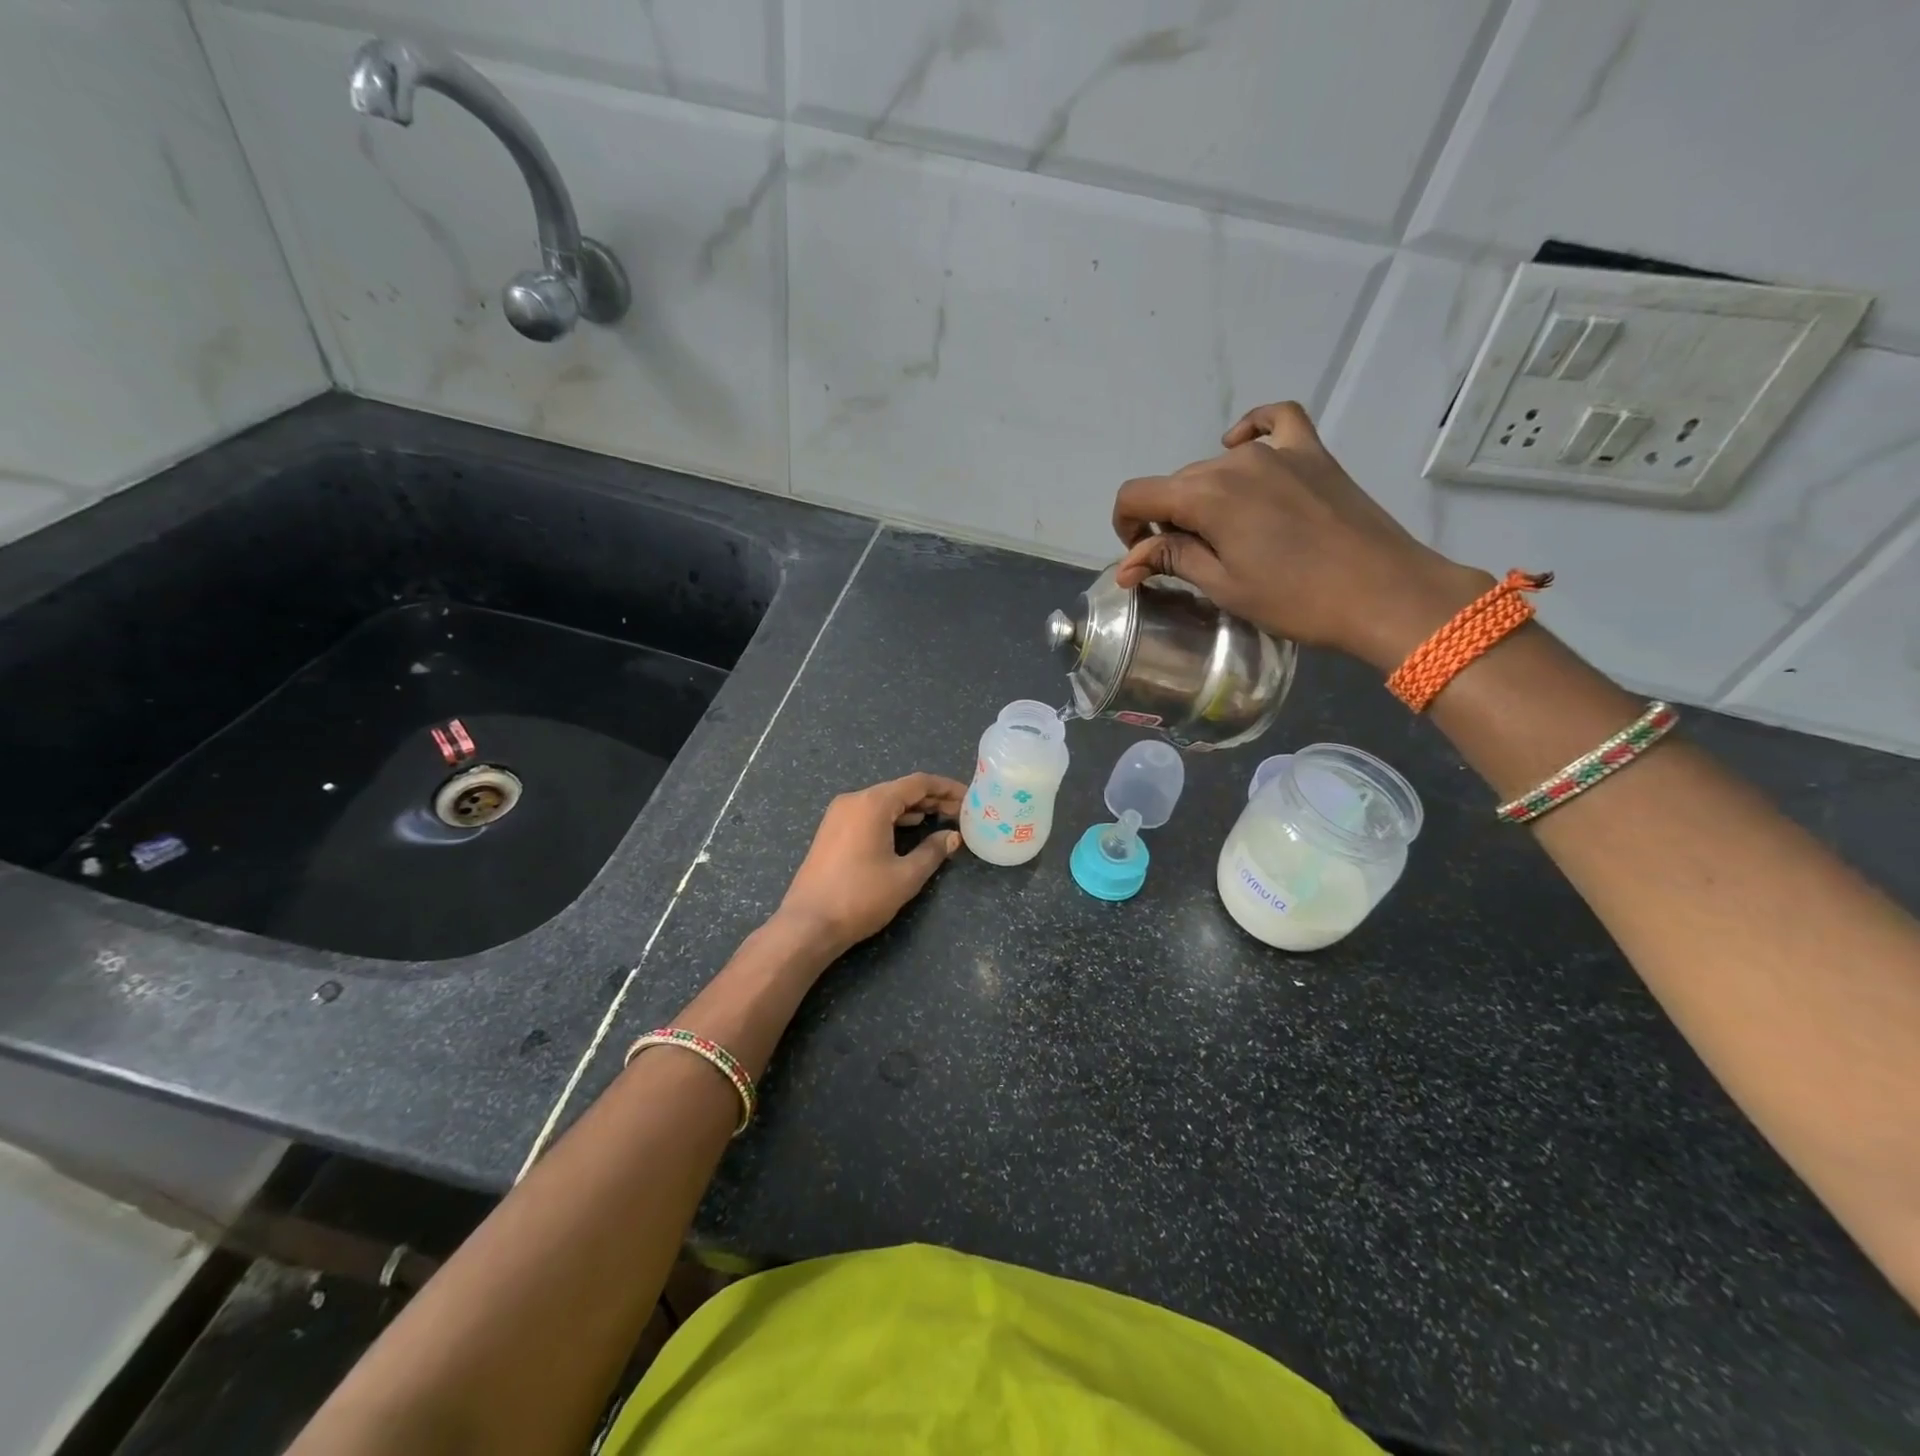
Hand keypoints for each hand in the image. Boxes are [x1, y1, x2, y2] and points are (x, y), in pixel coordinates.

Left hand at [776, 773, 965, 955]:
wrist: (808, 924)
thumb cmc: (860, 897)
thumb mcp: (906, 876)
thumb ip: (933, 851)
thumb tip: (953, 837)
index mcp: (873, 803)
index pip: (918, 783)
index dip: (947, 788)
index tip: (970, 796)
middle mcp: (854, 800)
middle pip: (900, 790)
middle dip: (932, 798)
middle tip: (961, 811)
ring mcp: (839, 815)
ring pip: (884, 802)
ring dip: (913, 808)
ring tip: (941, 819)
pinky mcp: (832, 831)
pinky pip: (869, 814)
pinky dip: (893, 817)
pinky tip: (910, 828)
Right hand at [1111, 401, 1490, 670]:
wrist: (1384, 593)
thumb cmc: (1295, 599)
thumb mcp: (1224, 586)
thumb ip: (1172, 560)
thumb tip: (1129, 563)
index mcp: (1206, 496)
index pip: (1137, 495)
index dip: (1125, 526)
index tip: (1140, 558)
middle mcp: (1234, 461)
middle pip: (1177, 484)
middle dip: (1167, 520)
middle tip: (1184, 561)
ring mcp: (1278, 451)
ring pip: (1216, 464)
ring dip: (1204, 496)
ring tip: (1223, 533)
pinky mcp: (1313, 453)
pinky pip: (1275, 421)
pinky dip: (1251, 428)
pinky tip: (1241, 443)